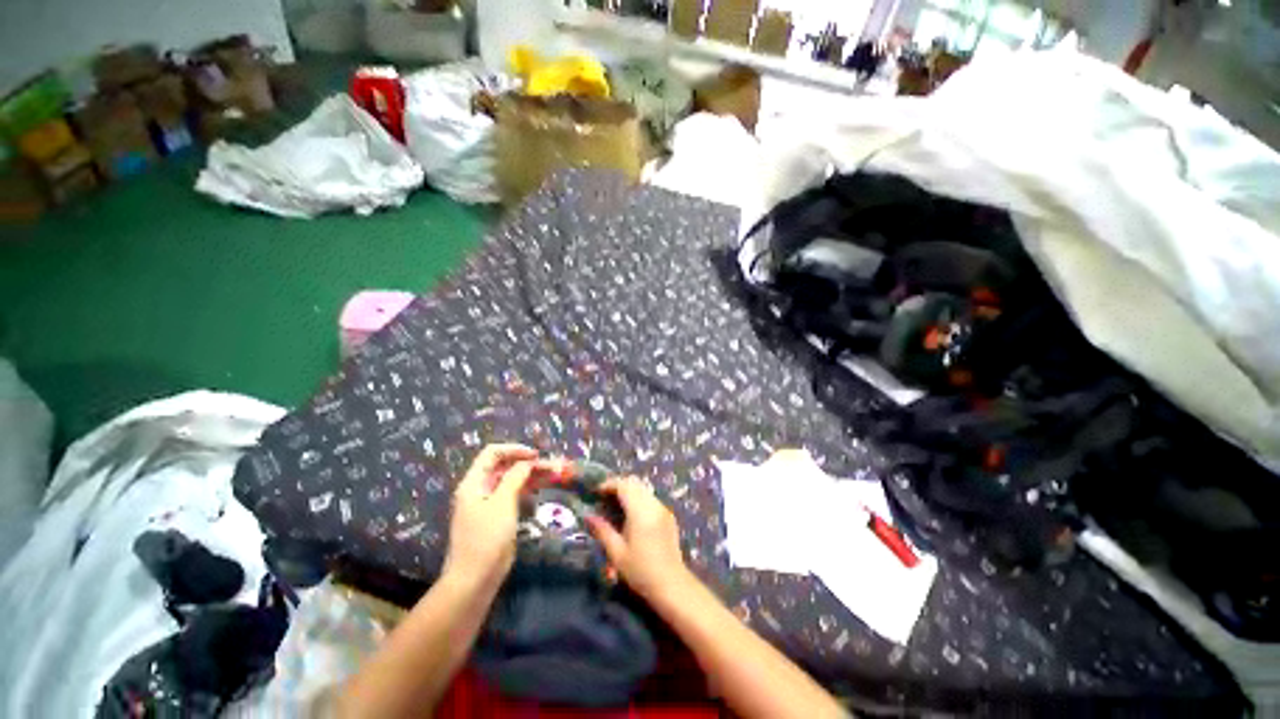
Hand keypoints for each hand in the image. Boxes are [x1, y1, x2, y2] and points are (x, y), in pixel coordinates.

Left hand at [443, 444, 549, 587]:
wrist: (475, 579)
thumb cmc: (486, 538)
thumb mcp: (502, 502)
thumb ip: (515, 477)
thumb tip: (527, 462)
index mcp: (474, 482)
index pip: (492, 453)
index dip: (515, 450)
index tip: (536, 455)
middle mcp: (479, 489)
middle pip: (504, 466)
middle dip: (528, 463)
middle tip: (553, 466)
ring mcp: (488, 503)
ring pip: (511, 480)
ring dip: (531, 475)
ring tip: (553, 474)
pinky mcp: (497, 516)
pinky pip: (513, 494)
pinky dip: (527, 488)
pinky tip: (541, 488)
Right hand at [586, 476, 690, 601]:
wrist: (672, 585)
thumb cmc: (641, 571)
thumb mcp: (617, 553)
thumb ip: (602, 530)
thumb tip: (588, 516)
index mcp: (640, 511)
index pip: (624, 485)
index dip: (609, 484)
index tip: (596, 492)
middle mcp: (653, 504)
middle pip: (634, 483)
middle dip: (618, 485)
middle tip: (603, 497)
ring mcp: (663, 508)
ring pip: (643, 489)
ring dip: (629, 491)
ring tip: (615, 505)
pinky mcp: (668, 515)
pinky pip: (650, 498)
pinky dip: (638, 498)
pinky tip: (631, 514)